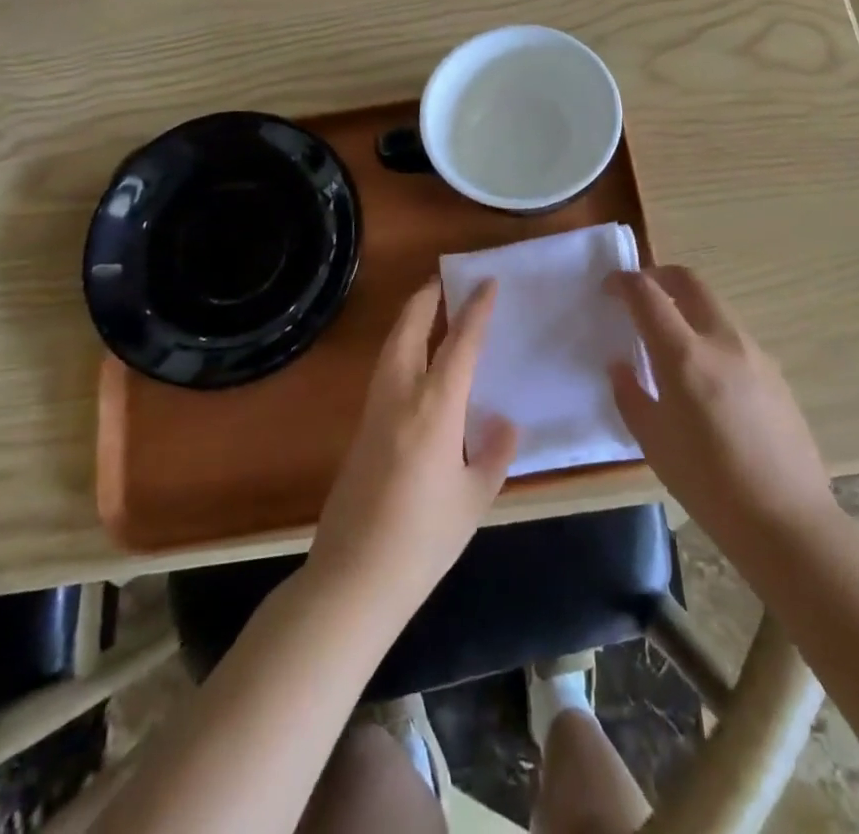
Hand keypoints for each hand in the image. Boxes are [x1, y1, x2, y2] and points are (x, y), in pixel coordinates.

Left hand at [306, 279, 518, 619]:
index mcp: (434, 409)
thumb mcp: (474, 498)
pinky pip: (384, 373)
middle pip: (409, 330)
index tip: (487, 282)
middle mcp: (400, 397)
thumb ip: (493, 454)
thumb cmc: (423, 540)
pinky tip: (415, 364)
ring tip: (430, 309)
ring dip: (409, 321)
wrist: (353, 579)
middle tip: (443, 279)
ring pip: (391, 348)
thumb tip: (505, 422)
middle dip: (425, 299)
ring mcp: (374, 412)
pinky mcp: (360, 431)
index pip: (459, 344)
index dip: (475, 310)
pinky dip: (401, 350)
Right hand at [607, 267, 835, 562]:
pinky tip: (704, 374)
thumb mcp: (654, 443)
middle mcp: (723, 341)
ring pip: (715, 307)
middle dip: (660, 276)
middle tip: (639, 291)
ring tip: (669, 336)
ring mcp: (755, 353)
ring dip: (687, 305)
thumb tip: (620, 365)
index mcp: (686, 357)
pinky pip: (734, 337)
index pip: (649, 296)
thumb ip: (630, 395)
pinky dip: (710, 334)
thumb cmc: (708, 485)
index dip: (624, 283)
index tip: (609, 286)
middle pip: (690, 282)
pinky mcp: (775, 372)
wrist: (787, 520)